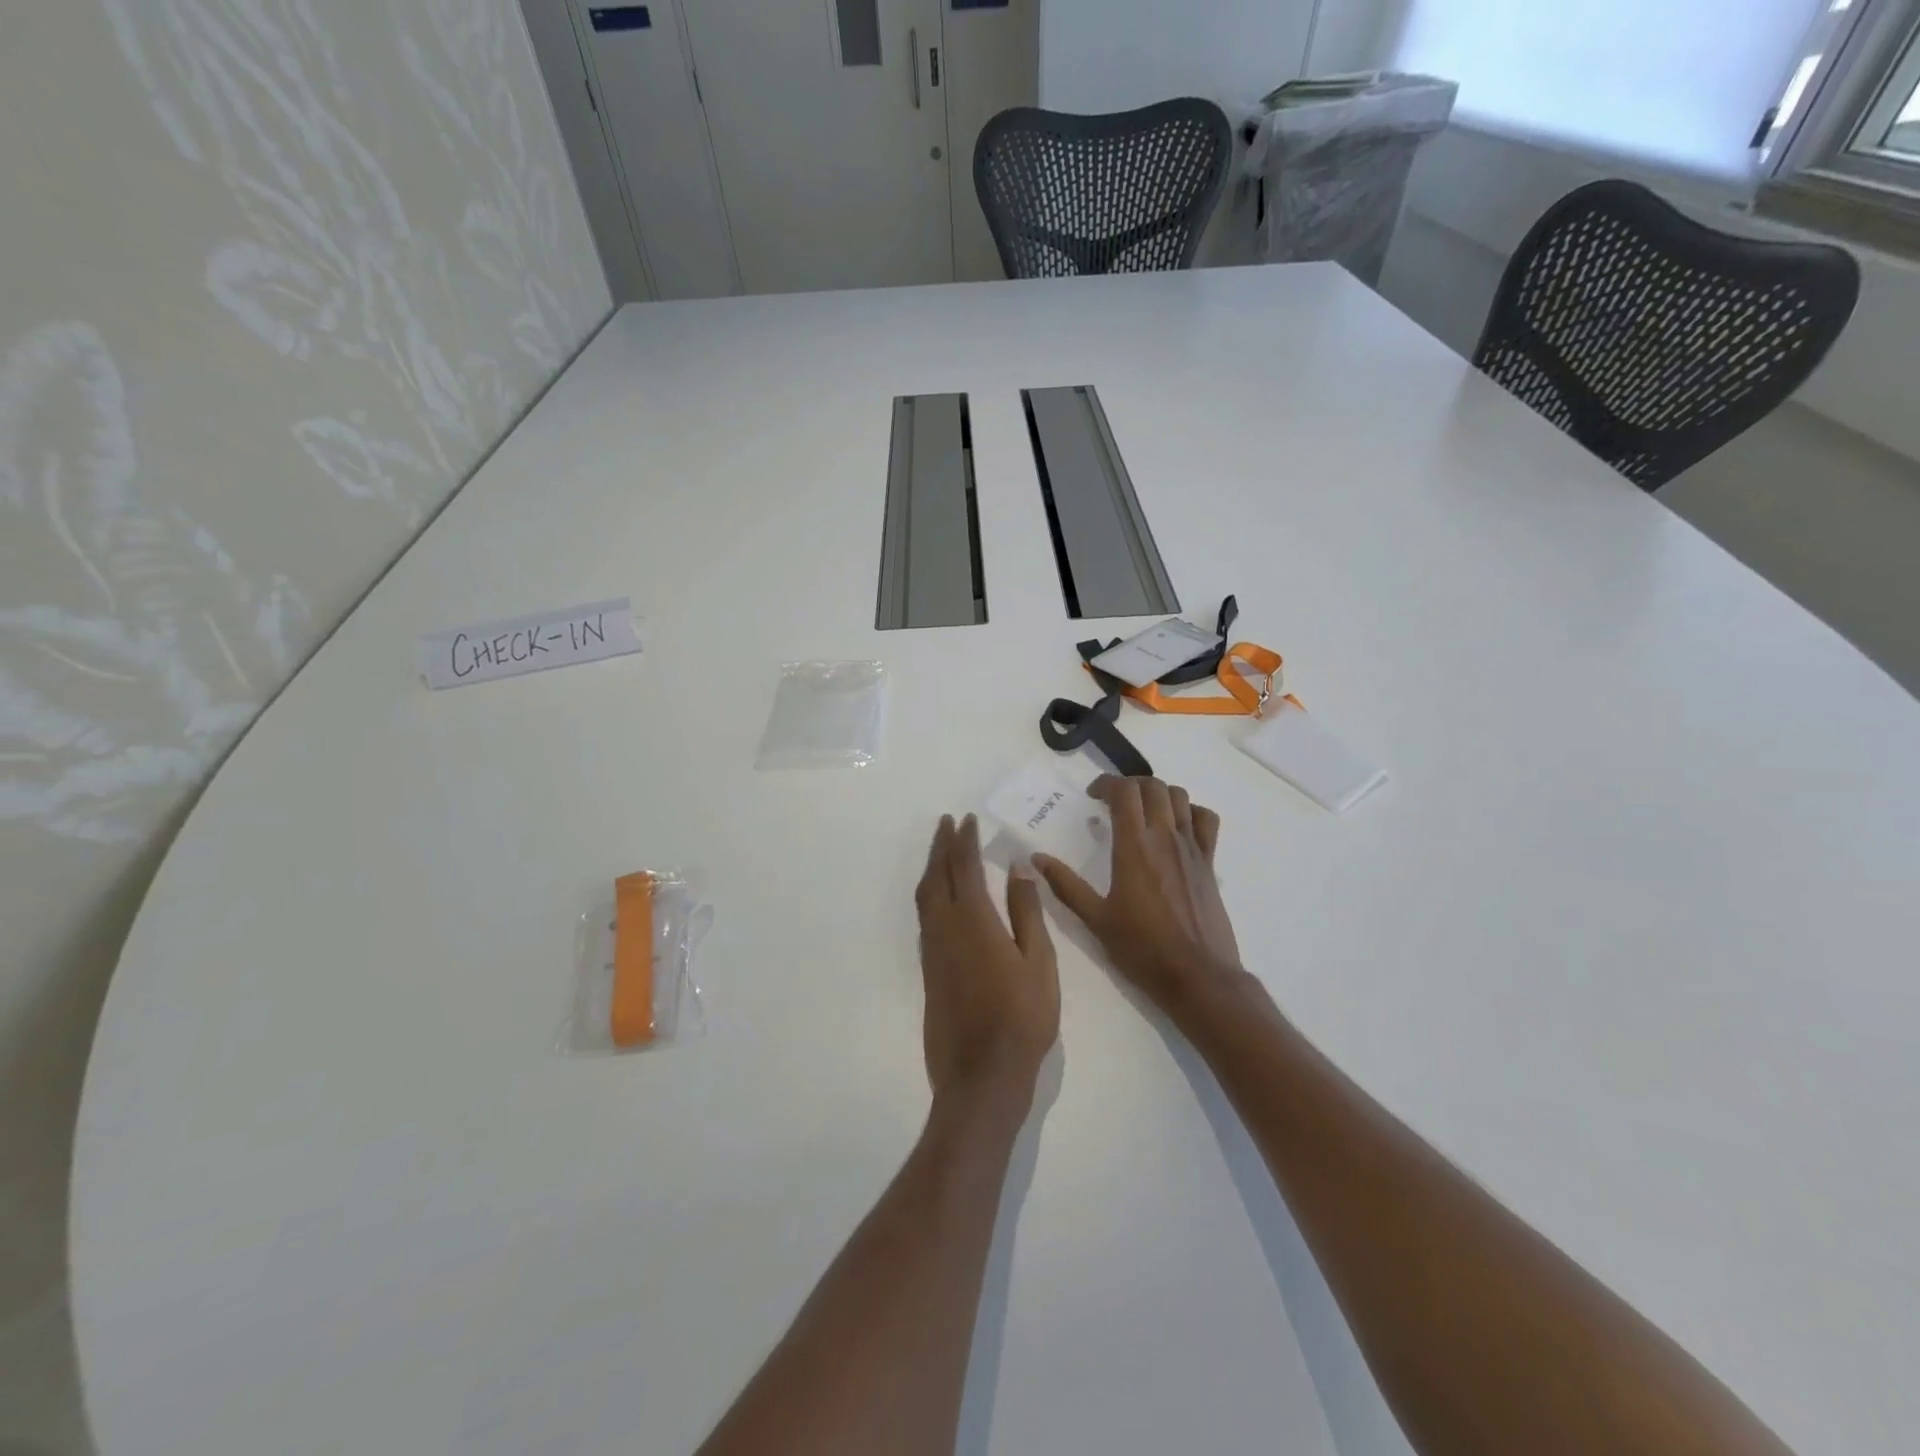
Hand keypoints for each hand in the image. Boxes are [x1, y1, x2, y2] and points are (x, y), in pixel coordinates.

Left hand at [916, 814, 1059, 1107]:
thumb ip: (1026, 912)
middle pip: (936, 876)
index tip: (966, 819)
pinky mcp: (928, 972)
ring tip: (940, 851)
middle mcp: (945, 929)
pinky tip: (940, 899)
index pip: (964, 868)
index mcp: (974, 921)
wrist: (981, 1075)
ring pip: (924, 897)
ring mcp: (933, 951)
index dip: (964, 841)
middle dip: (940, 846)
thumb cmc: (1022, 1018)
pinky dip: (930, 895)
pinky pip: (924, 918)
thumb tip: (1017, 868)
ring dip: (931, 868)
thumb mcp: (1038, 962)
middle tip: (946, 823)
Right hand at [1034, 777, 1244, 1016]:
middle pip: (1152, 786)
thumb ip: (1066, 885)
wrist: (1197, 975)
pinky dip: (1191, 812)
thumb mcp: (1096, 919)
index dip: (1106, 784)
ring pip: (1180, 797)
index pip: (1124, 792)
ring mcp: (1191, 848)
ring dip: (1158, 794)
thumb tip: (1036, 858)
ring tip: (1143, 811)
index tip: (1092, 796)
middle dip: (1130, 785)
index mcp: (1134, 846)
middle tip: (1113, 802)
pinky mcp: (1209, 862)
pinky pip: (1206, 820)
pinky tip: (1178, 827)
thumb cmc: (1141, 948)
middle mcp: (1165, 837)